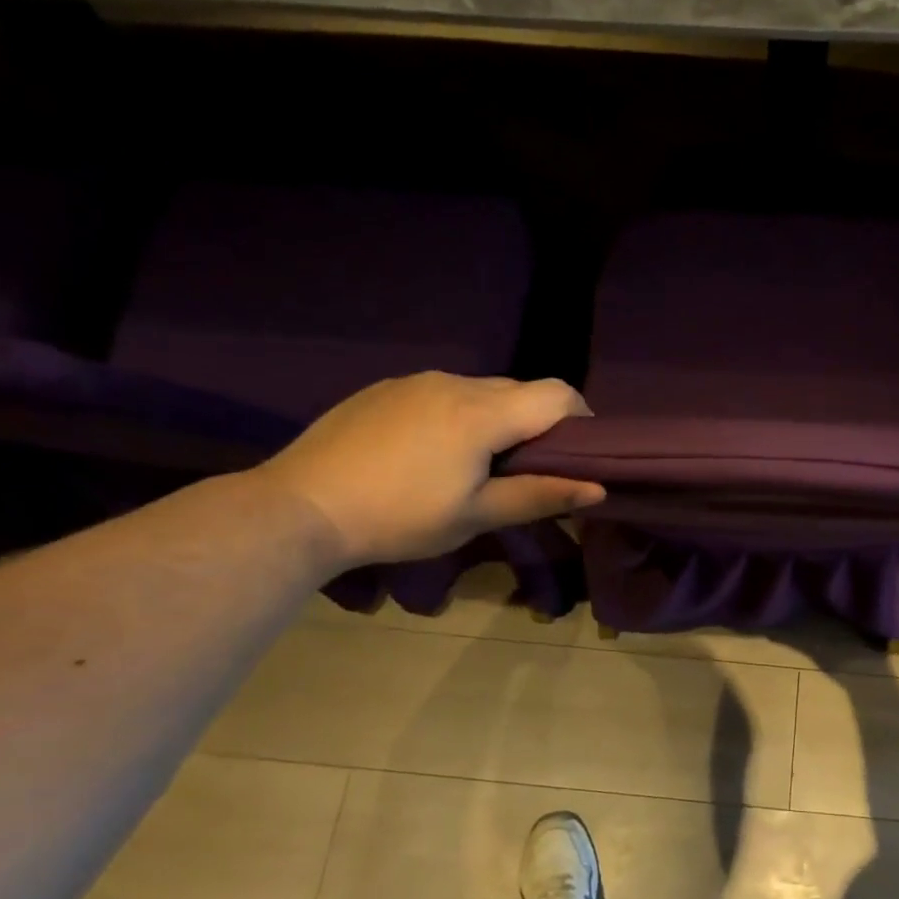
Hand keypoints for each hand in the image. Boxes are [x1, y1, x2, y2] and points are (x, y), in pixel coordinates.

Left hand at [251, 373, 603, 567]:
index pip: (558, 394)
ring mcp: (415, 381)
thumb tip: (598, 488)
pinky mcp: (384, 388)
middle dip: (538, 424)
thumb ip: (540, 495)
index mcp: (483, 412)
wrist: (299, 507)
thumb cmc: (399, 517)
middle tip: (527, 470)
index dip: (581, 419)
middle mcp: (454, 382)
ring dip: (496, 419)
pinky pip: (441, 393)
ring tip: (475, 465)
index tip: (578, 454)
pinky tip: (430, 454)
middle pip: (520, 390)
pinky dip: (457, 416)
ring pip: (480, 390)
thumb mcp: (476, 515)